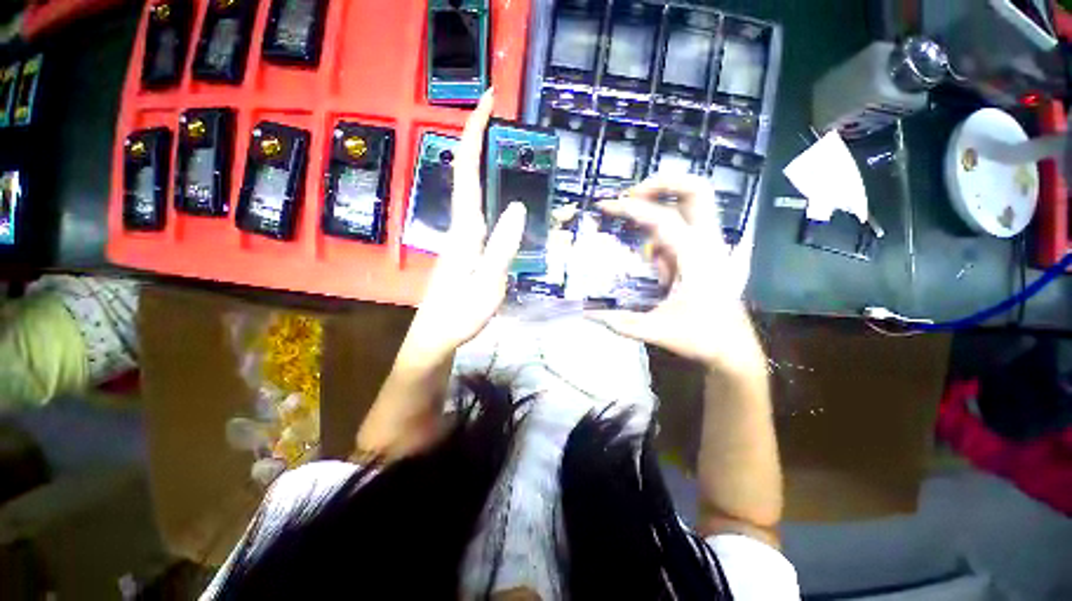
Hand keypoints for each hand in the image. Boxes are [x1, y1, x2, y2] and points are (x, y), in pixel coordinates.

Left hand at [400, 90, 525, 367]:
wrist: (436, 334)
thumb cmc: (461, 313)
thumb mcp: (488, 283)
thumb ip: (502, 246)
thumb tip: (517, 207)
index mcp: (466, 229)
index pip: (467, 171)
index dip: (475, 133)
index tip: (487, 100)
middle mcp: (461, 226)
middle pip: (467, 173)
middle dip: (479, 138)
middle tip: (500, 113)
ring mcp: (462, 237)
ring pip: (471, 189)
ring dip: (484, 160)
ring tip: (504, 142)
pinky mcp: (466, 248)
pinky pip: (478, 209)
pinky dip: (487, 188)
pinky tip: (500, 190)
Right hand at [589, 174, 763, 372]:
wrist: (733, 348)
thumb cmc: (699, 338)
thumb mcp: (654, 331)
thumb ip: (618, 321)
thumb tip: (585, 312)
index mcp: (696, 259)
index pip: (663, 219)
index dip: (631, 208)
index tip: (604, 206)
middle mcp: (708, 243)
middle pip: (697, 190)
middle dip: (662, 183)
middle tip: (631, 194)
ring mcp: (711, 245)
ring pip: (695, 202)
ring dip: (664, 199)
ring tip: (633, 211)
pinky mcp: (706, 251)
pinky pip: (685, 225)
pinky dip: (663, 225)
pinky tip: (648, 246)